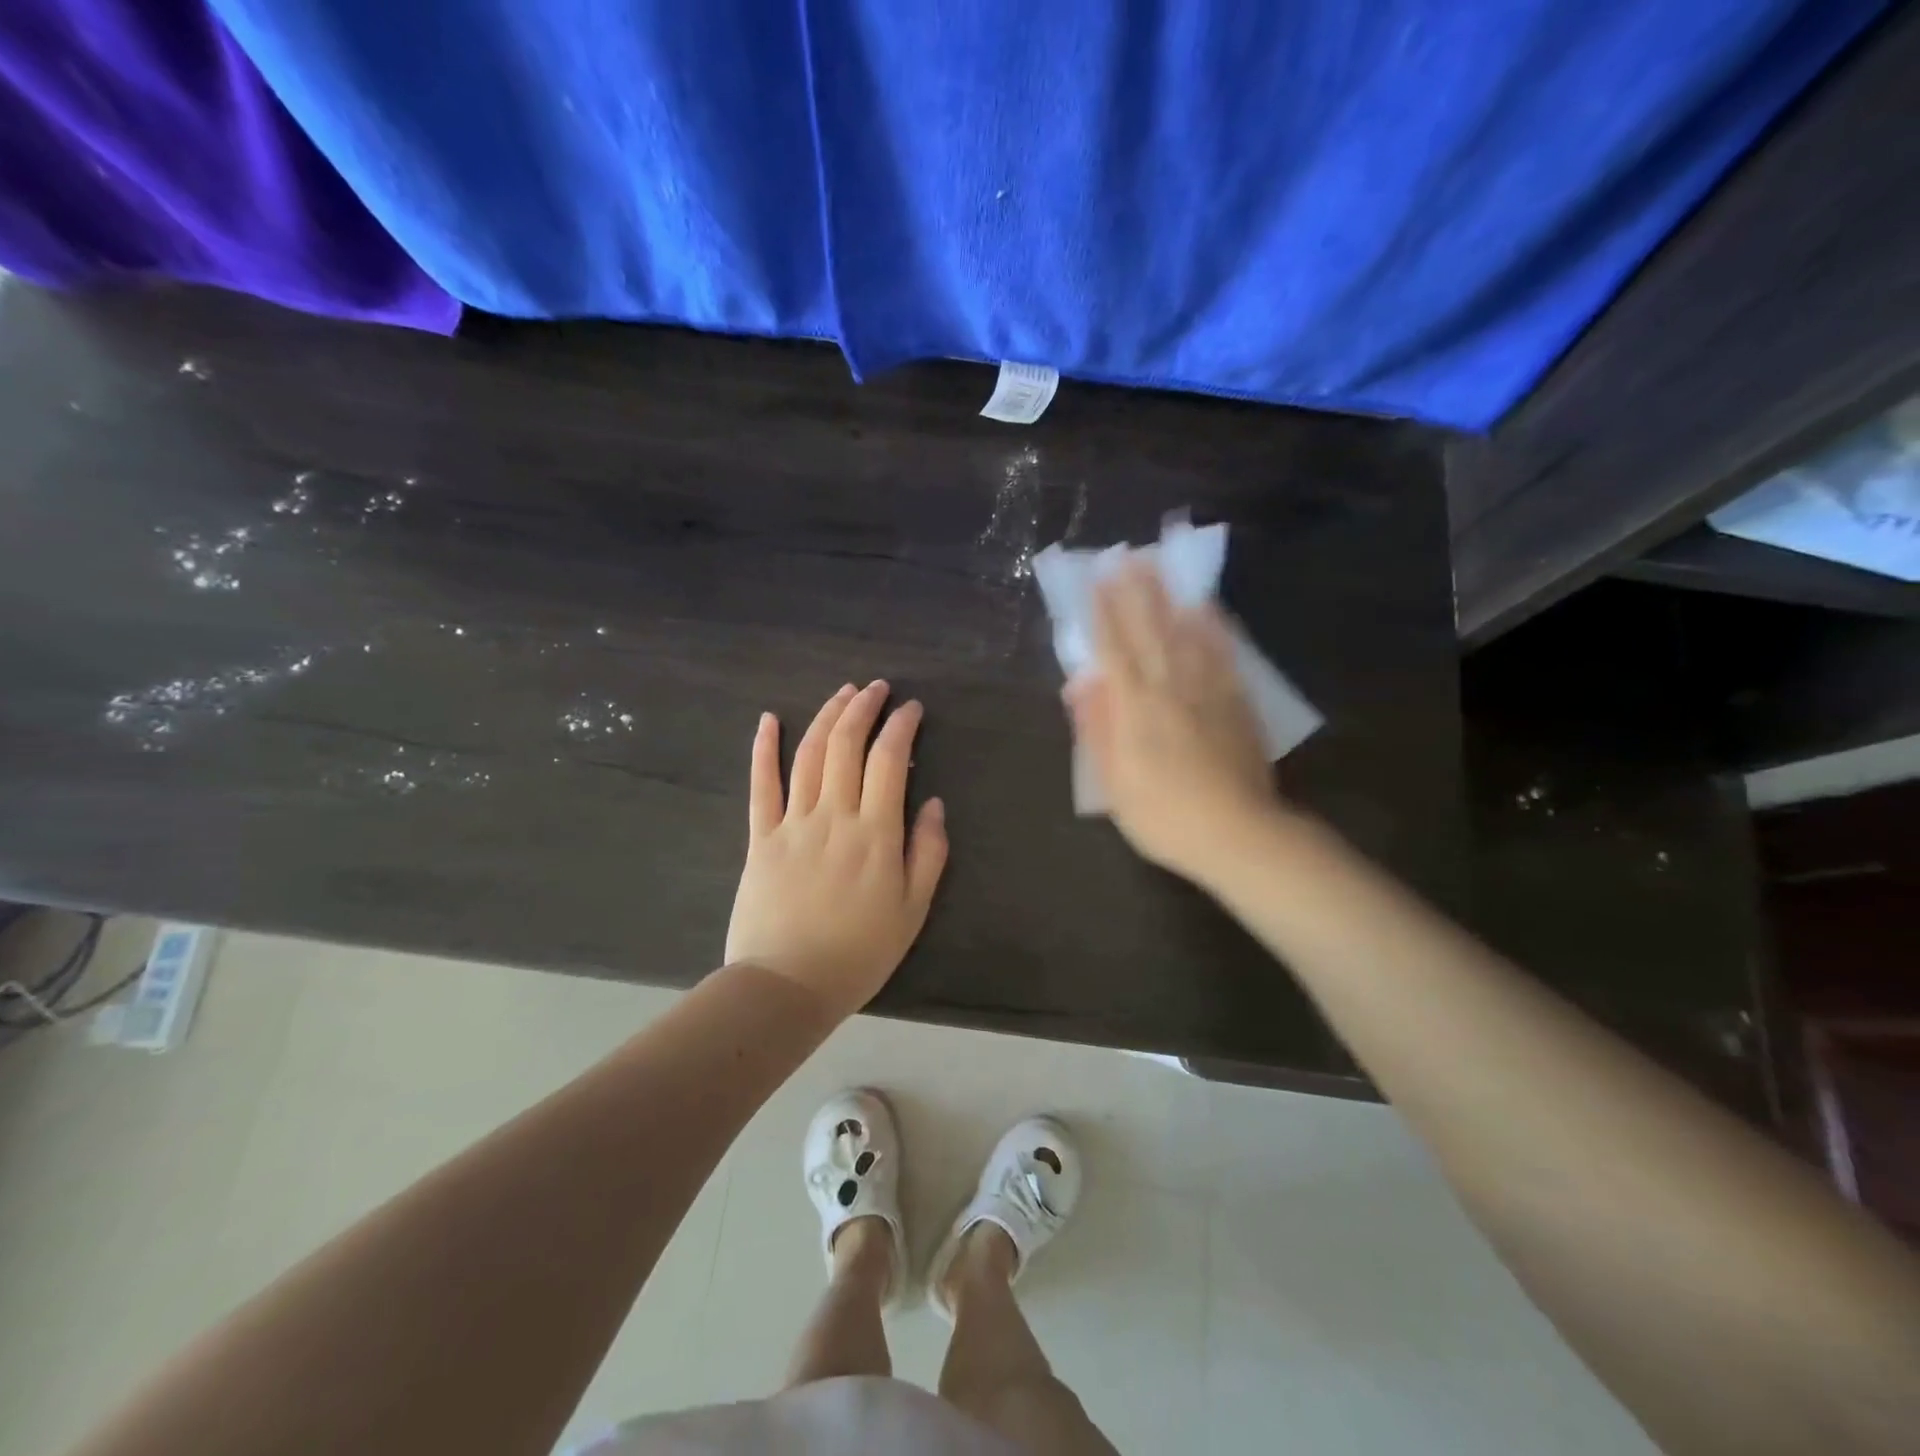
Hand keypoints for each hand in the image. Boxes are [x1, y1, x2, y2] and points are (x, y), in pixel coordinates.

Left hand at [726, 681, 948, 1018]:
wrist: (787, 986)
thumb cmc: (858, 953)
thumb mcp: (911, 910)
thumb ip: (927, 853)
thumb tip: (934, 804)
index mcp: (876, 833)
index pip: (889, 760)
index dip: (901, 726)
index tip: (912, 708)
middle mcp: (834, 815)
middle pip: (846, 745)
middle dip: (864, 708)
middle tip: (877, 688)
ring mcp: (793, 823)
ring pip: (809, 754)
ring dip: (826, 716)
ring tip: (843, 693)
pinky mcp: (761, 837)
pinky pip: (761, 785)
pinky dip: (764, 749)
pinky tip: (769, 720)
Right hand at [1064, 562, 1281, 883]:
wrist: (1237, 834)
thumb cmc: (1163, 815)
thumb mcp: (1113, 783)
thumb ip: (1097, 729)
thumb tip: (1081, 683)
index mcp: (1134, 709)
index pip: (1113, 650)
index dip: (1102, 614)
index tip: (1096, 581)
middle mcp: (1170, 689)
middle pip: (1150, 632)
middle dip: (1136, 593)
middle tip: (1127, 556)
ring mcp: (1208, 693)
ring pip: (1187, 635)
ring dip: (1171, 599)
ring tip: (1163, 568)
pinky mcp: (1237, 704)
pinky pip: (1224, 656)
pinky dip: (1215, 629)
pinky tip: (1210, 610)